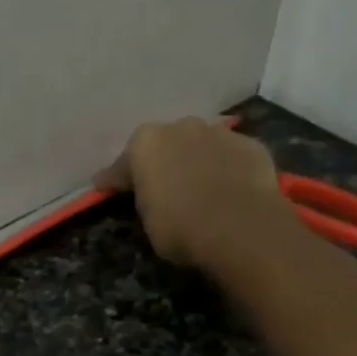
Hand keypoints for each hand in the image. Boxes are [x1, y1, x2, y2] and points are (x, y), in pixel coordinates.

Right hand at [94, 117, 296, 271]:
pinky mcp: (250, 145)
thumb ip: (145, 200)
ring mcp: (219, 132)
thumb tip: (147, 196)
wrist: (240, 226)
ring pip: (200, 145)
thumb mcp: (148, 221)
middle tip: (161, 186)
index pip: (122, 164)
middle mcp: (180, 127)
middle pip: (165, 144)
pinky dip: (226, 169)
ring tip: (199, 186)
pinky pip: (230, 157)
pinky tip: (228, 189)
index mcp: (145, 144)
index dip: (115, 180)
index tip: (106, 188)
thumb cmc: (181, 228)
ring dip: (196, 161)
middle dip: (162, 162)